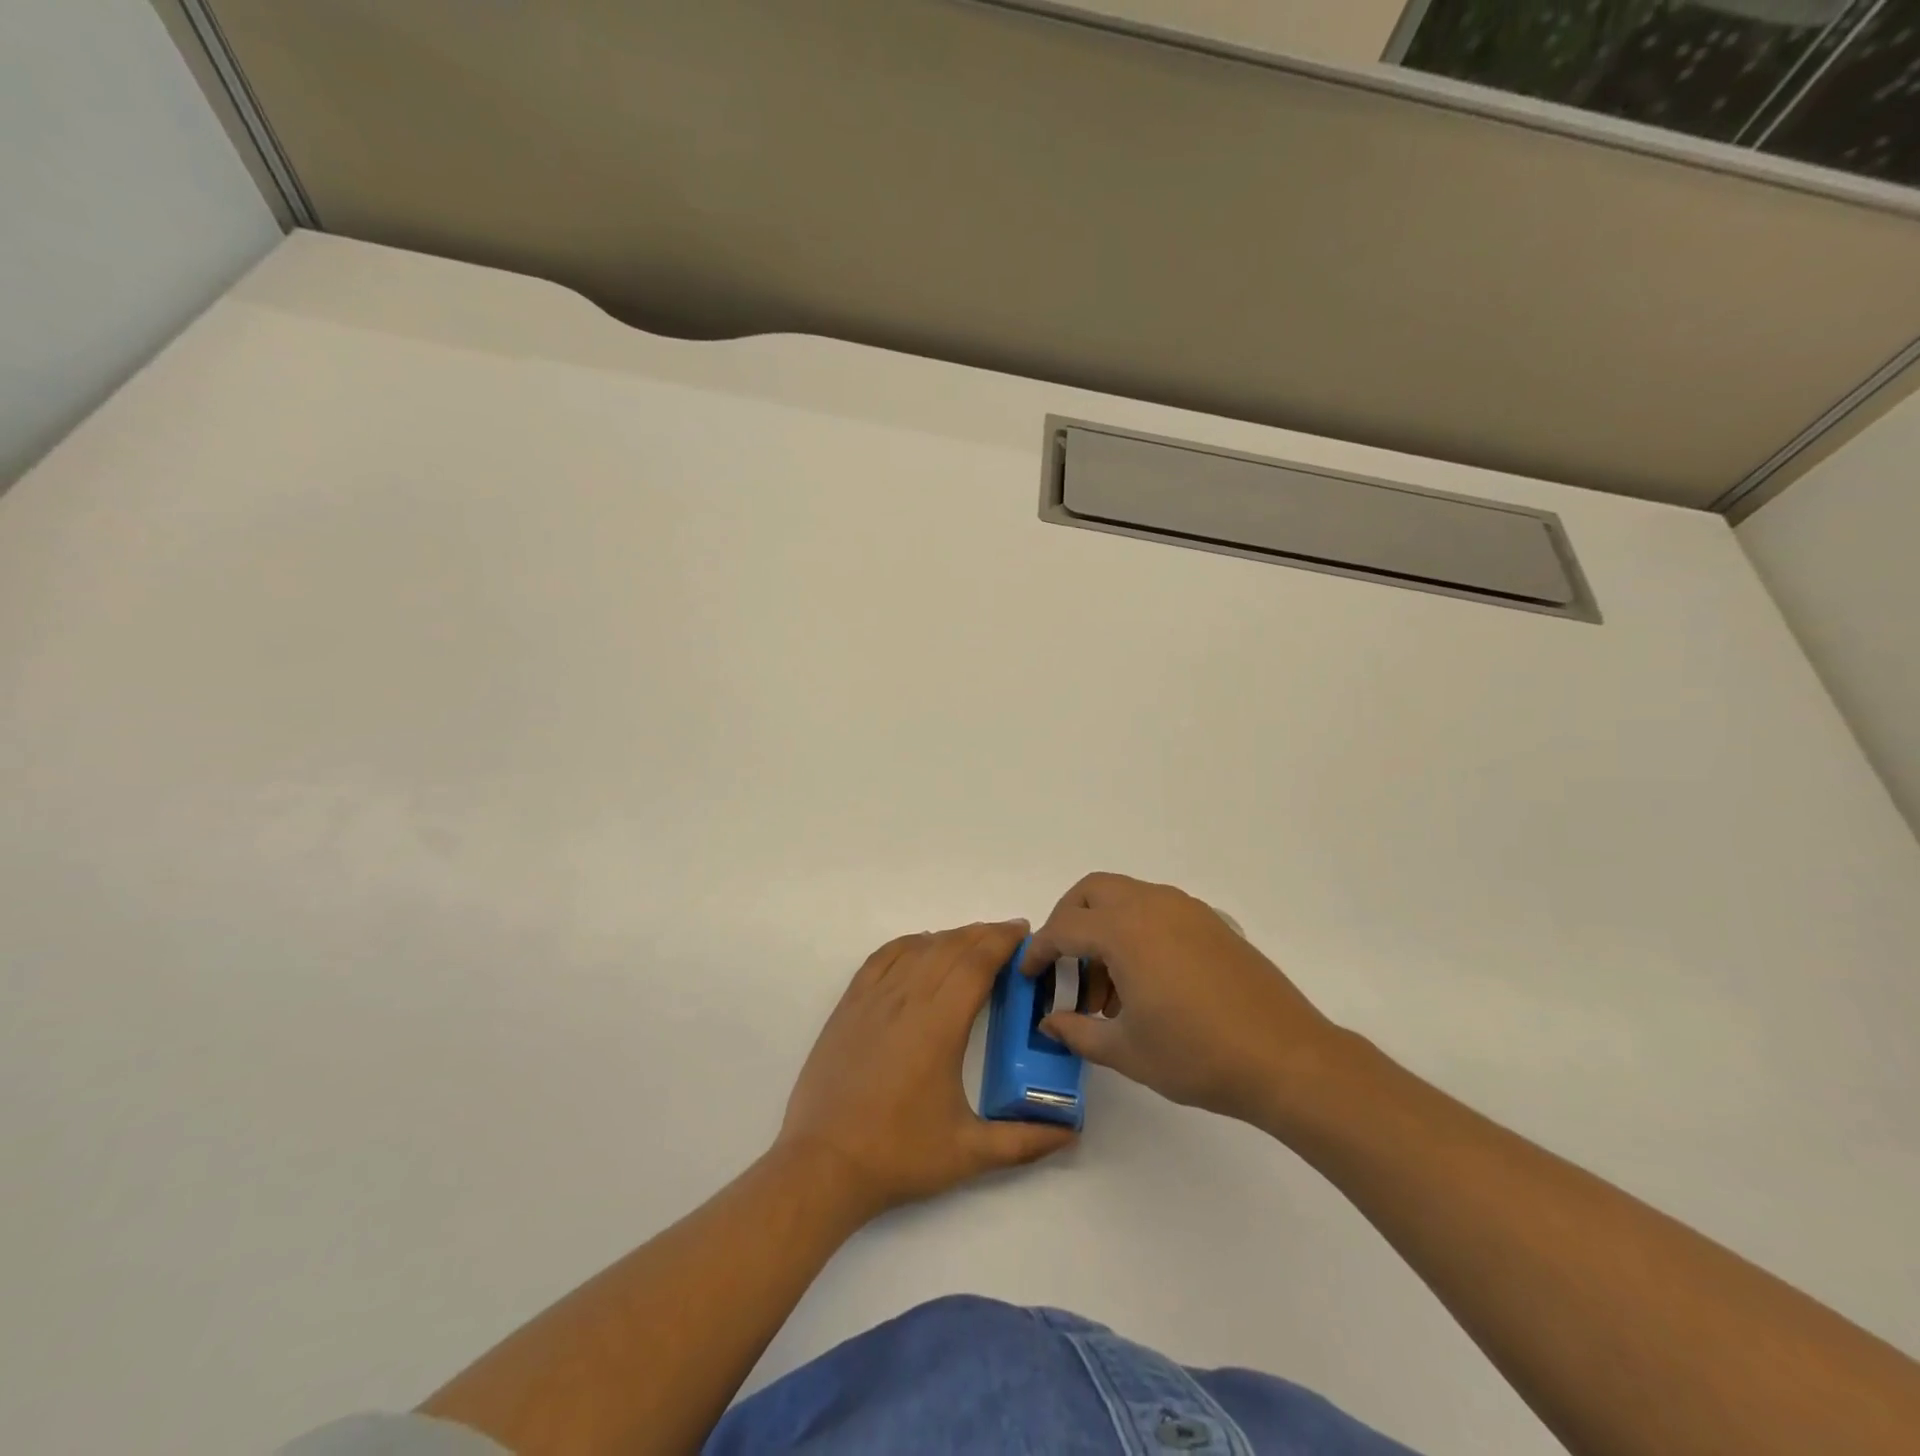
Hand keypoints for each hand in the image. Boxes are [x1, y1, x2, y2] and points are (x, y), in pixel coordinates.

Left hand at [777, 921, 1075, 1217]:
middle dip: (983, 934)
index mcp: (939, 1025)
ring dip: (950, 938)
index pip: (976, 963)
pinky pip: (883, 957)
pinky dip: (909, 944)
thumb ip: (1024, 1141)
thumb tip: (1069, 1132)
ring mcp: (873, 998)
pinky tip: (921, 948)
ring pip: (918, 948)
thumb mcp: (969, 1153)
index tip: (1024, 933)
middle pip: (950, 947)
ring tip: (972, 943)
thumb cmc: (899, 1156)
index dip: (1002, 941)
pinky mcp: (849, 1005)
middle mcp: (906, 999)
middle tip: (1009, 937)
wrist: (823, 1165)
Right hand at [1024, 873, 1346, 1130]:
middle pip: (1092, 891)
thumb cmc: (1198, 1056)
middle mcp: (1153, 905)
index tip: (1029, 974)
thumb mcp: (1127, 1051)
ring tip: (1109, 988)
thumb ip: (1078, 1032)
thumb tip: (1049, 1022)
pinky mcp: (1213, 922)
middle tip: (1064, 964)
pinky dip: (1137, 929)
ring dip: (1104, 926)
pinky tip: (1148, 981)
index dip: (1039, 950)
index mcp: (1125, 930)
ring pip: (1127, 896)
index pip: (1064, 927)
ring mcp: (1187, 909)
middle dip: (1068, 920)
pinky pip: (1158, 909)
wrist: (1287, 1059)